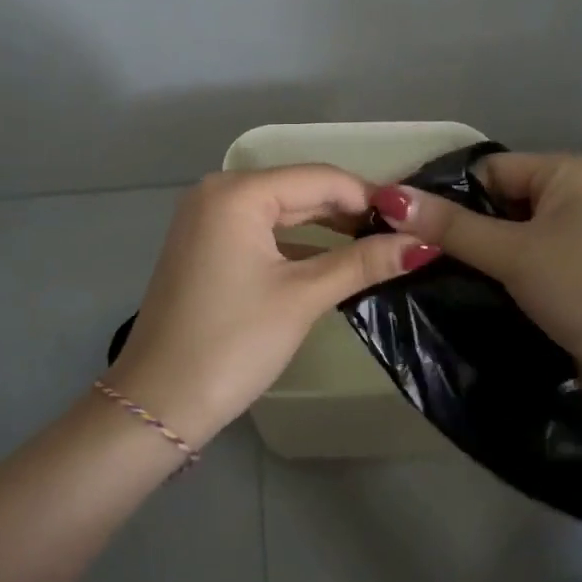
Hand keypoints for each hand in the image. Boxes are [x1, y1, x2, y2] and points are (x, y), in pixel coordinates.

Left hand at [109, 166, 438, 446]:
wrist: (158, 403)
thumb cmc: (232, 343)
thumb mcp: (302, 297)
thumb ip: (362, 263)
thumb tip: (424, 244)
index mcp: (238, 193)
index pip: (320, 178)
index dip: (369, 197)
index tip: (415, 220)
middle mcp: (218, 192)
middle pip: (300, 191)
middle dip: (351, 213)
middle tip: (404, 236)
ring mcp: (208, 219)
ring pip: (282, 212)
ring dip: (327, 228)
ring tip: (379, 248)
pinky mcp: (206, 246)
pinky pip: (263, 231)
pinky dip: (298, 244)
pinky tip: (334, 260)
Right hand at [369, 152, 581, 369]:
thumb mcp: (513, 253)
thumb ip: (450, 226)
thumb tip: (387, 196)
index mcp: (568, 173)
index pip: (489, 170)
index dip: (445, 196)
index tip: (400, 225)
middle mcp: (579, 199)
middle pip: (500, 205)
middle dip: (461, 232)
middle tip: (412, 257)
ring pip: (513, 242)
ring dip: (480, 261)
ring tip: (430, 280)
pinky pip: (531, 270)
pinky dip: (504, 282)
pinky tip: (470, 300)